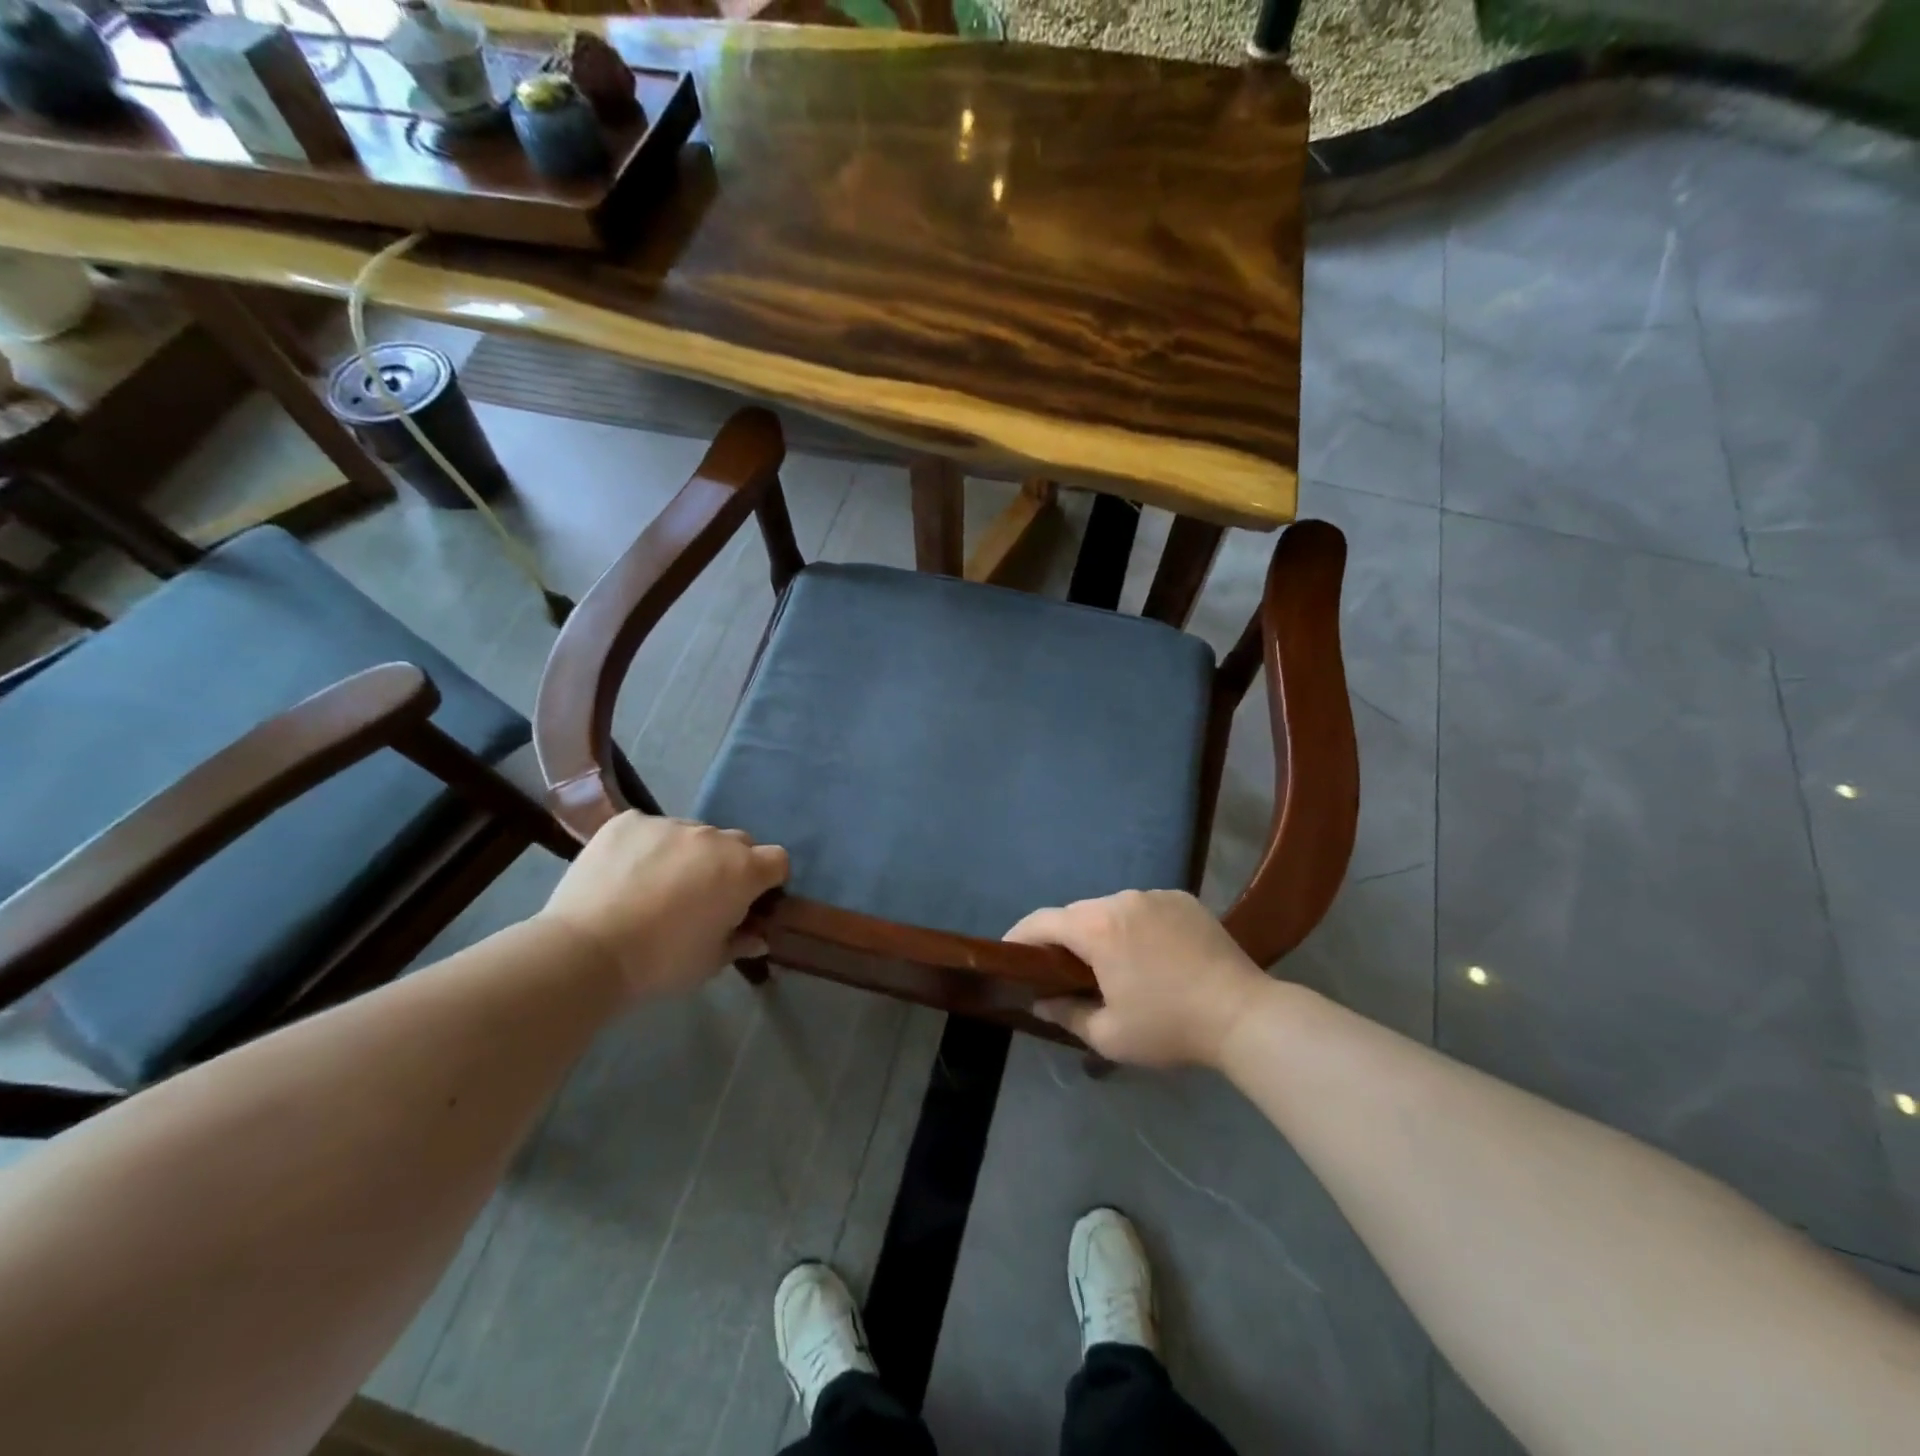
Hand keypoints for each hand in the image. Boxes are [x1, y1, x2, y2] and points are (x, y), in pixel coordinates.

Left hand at [538, 813, 788, 1001]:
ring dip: (687, 854)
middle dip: (729, 864)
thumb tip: (758, 936)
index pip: (777, 859)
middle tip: (703, 896)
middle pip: (737, 843)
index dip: (768, 879)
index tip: (750, 900)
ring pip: (692, 834)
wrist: (586, 951)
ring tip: (656, 885)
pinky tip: (625, 873)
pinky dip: (647, 846)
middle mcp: (712, 837)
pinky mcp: (628, 821)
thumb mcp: (710, 963)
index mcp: (742, 870)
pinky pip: (650, 828)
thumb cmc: (660, 963)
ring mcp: (669, 823)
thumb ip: (740, 942)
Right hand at [1006, 890, 1267, 1068]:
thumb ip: (1065, 1013)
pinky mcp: (1183, 898)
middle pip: (1077, 914)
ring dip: (1102, 931)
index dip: (1019, 936)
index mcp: (1097, 929)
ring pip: (1112, 908)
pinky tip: (1150, 954)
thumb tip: (1039, 1000)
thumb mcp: (1108, 1035)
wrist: (1244, 1015)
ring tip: (1112, 963)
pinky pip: (1144, 908)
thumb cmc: (1169, 1027)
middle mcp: (1121, 899)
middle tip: (1062, 969)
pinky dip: (1136, 926)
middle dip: (1063, 938)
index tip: (1009, 954)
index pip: (1041, 921)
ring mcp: (1155, 895)